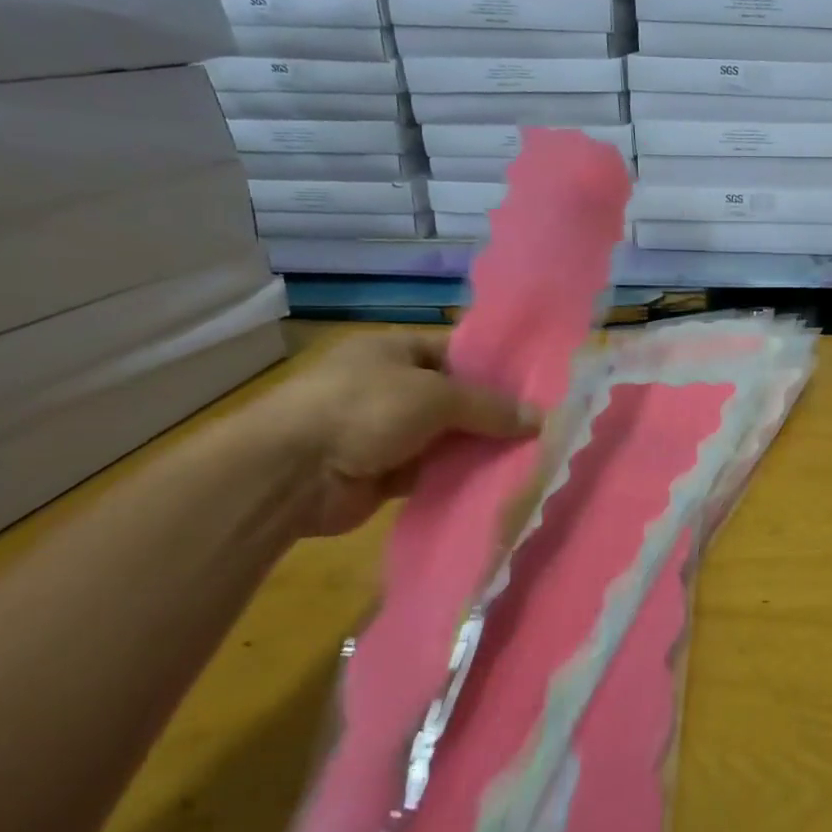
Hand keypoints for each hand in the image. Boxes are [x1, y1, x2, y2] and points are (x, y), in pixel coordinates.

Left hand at [255, 331, 540, 537]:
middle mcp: (391, 386)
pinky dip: (458, 476)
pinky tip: (497, 482)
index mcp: (396, 350)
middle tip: (543, 427)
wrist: (288, 475)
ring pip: (447, 437)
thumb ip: (490, 407)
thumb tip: (541, 419)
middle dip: (494, 414)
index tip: (538, 387)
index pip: (458, 352)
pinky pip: (433, 471)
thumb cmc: (362, 410)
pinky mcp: (383, 472)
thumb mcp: (435, 396)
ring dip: (479, 448)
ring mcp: (385, 431)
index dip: (496, 368)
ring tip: (531, 456)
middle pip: (456, 397)